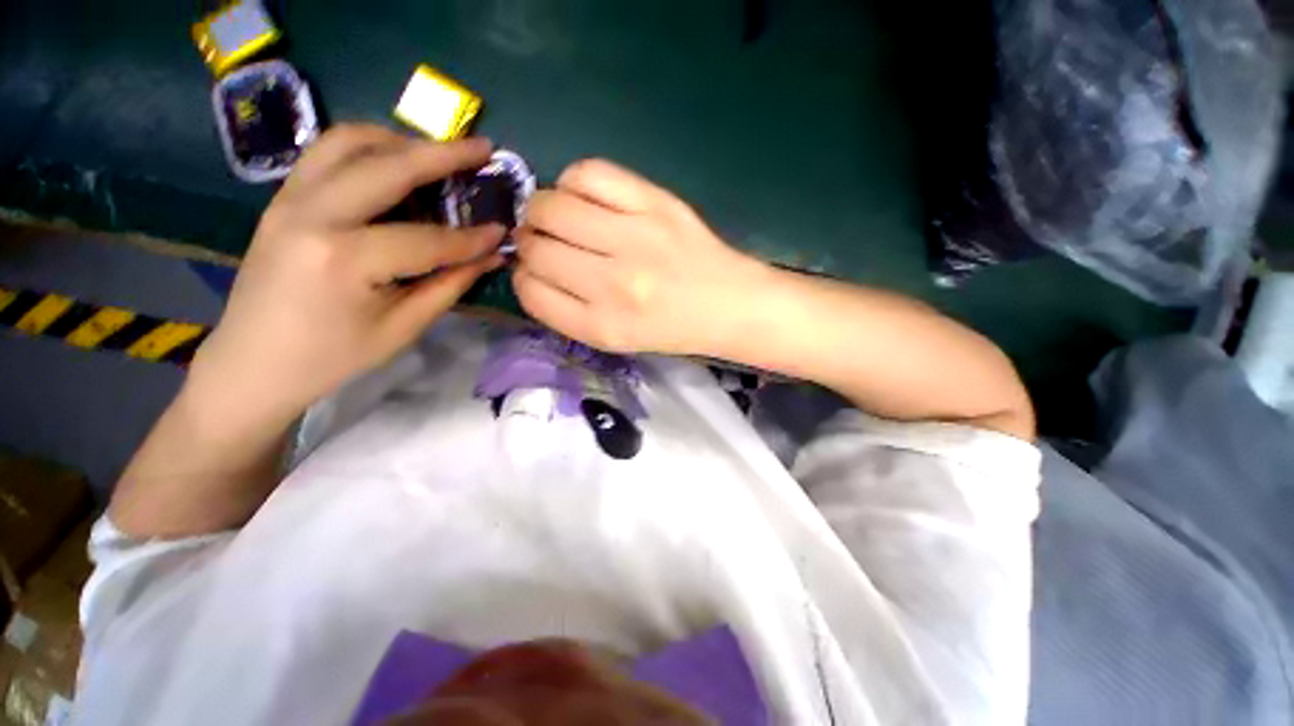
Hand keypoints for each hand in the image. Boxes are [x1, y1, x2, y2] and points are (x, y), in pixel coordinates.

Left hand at [187, 124, 505, 427]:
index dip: (471, 238)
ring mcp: (289, 200)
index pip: (426, 239)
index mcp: (344, 259)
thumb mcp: (402, 328)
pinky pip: (326, 154)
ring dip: (400, 142)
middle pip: (387, 166)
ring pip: (349, 142)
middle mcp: (312, 215)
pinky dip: (367, 149)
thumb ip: (450, 285)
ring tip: (437, 154)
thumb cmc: (331, 357)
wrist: (251, 364)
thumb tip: (489, 257)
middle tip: (482, 149)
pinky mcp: (282, 199)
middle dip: (442, 155)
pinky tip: (394, 165)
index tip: (503, 231)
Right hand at [513, 159, 766, 355]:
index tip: (536, 271)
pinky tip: (585, 196)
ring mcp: (635, 238)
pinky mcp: (655, 202)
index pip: (530, 292)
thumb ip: (567, 310)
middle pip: (537, 248)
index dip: (525, 277)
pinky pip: (589, 174)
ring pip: (551, 206)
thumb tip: (530, 267)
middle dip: (530, 242)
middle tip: (546, 241)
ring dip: (542, 210)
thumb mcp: (614, 338)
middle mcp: (613, 284)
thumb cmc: (670, 328)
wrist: (728, 304)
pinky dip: (574, 182)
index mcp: (602, 326)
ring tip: (560, 217)